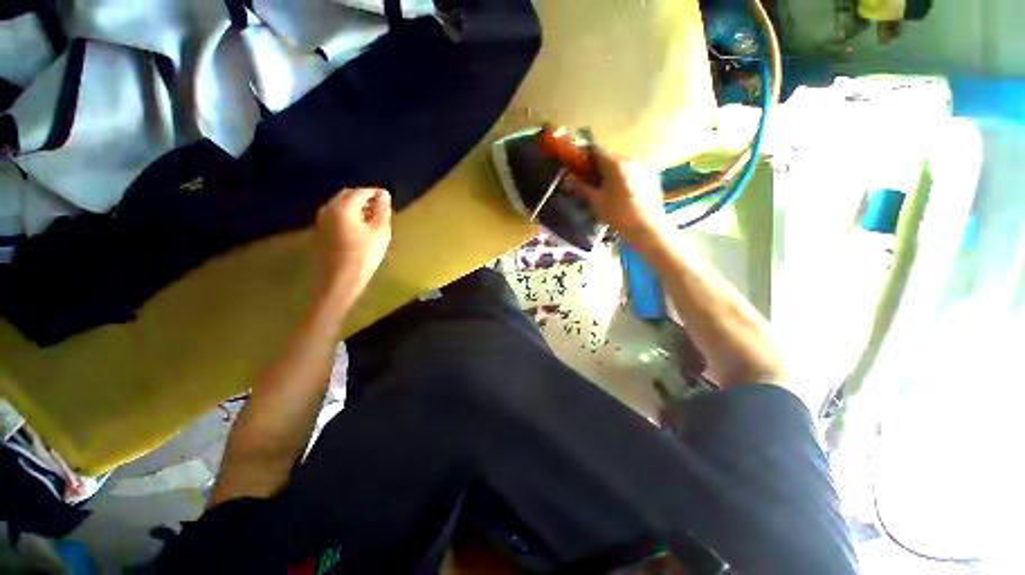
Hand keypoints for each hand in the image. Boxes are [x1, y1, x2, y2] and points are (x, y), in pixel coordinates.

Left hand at [316, 188, 392, 295]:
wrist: (339, 279)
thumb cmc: (364, 255)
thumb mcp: (380, 231)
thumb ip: (382, 210)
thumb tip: (384, 194)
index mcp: (343, 206)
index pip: (362, 192)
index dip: (376, 193)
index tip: (388, 199)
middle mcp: (328, 208)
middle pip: (348, 195)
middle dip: (365, 198)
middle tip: (381, 208)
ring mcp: (322, 219)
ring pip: (341, 205)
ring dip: (356, 207)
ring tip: (372, 218)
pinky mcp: (321, 230)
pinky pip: (336, 215)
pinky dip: (349, 215)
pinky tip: (359, 227)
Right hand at [564, 150, 669, 246]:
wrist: (647, 229)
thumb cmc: (618, 215)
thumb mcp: (596, 202)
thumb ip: (582, 188)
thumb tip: (566, 180)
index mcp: (615, 163)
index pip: (595, 152)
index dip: (584, 160)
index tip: (578, 172)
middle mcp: (631, 159)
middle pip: (610, 159)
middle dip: (599, 169)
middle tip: (591, 184)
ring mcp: (644, 167)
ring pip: (622, 166)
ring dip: (613, 174)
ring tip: (608, 192)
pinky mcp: (652, 177)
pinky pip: (634, 173)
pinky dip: (626, 179)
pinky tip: (623, 196)